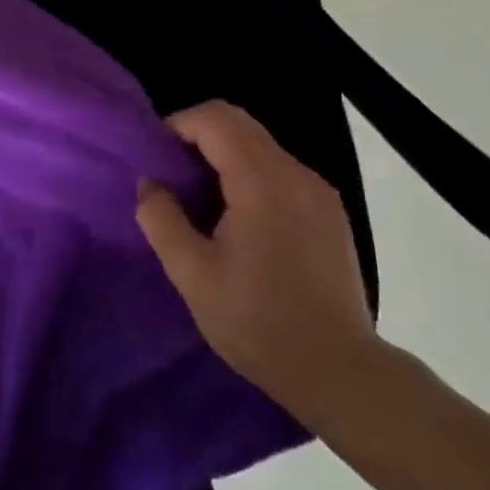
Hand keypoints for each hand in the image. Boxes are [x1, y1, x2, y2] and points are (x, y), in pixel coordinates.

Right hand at [136, 100, 377, 421]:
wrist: (338, 371)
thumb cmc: (258, 323)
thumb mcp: (193, 275)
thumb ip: (162, 220)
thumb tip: (150, 183)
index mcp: (262, 182)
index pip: (215, 119)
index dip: (178, 125)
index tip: (156, 158)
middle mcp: (296, 174)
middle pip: (240, 123)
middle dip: (199, 135)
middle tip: (172, 175)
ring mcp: (319, 192)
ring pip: (261, 145)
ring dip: (224, 155)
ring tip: (201, 200)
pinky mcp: (329, 212)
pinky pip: (281, 170)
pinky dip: (250, 174)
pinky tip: (239, 219)